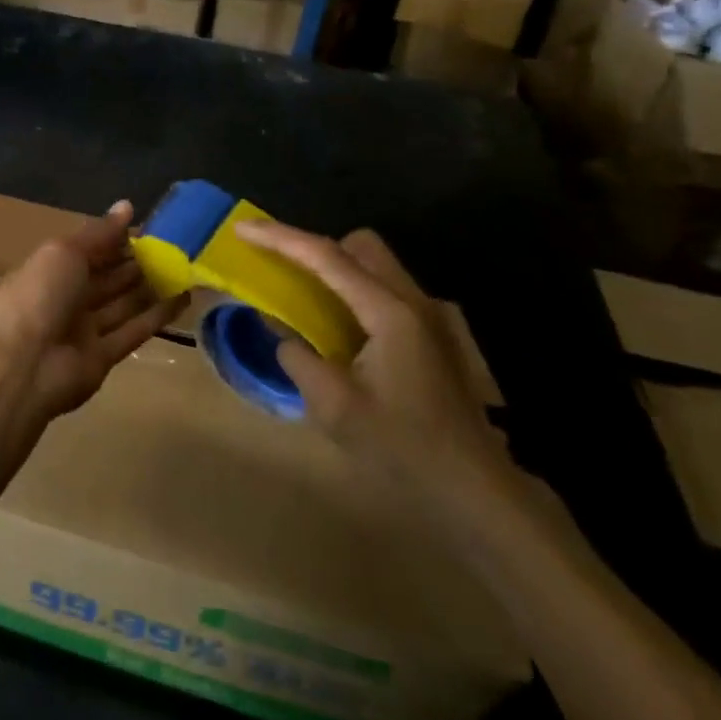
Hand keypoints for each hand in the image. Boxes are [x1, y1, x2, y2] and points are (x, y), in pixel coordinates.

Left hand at [0, 202, 184, 422]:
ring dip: (151, 287)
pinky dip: (157, 317)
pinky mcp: (104, 358)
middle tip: (175, 248)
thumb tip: (127, 206)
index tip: (150, 228)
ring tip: (185, 269)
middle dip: (137, 262)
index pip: (89, 249)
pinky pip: (134, 331)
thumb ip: (99, 233)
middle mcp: (67, 297)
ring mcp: (85, 329)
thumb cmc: (38, 295)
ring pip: (123, 304)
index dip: (115, 239)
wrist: (22, 366)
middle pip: (107, 277)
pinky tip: (183, 299)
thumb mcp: (65, 252)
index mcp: (51, 268)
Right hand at [237, 221, 509, 508]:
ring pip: (376, 266)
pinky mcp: (434, 335)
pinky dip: (355, 292)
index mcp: (389, 312)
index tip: (243, 228)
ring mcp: (430, 316)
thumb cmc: (404, 449)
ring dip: (337, 270)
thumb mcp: (336, 408)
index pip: (327, 257)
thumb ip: (299, 358)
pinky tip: (342, 331)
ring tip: (305, 298)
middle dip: (316, 247)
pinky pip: (386, 291)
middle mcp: (413, 300)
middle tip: (283, 270)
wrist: (477, 491)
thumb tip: (282, 332)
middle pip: (359, 246)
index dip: (280, 238)